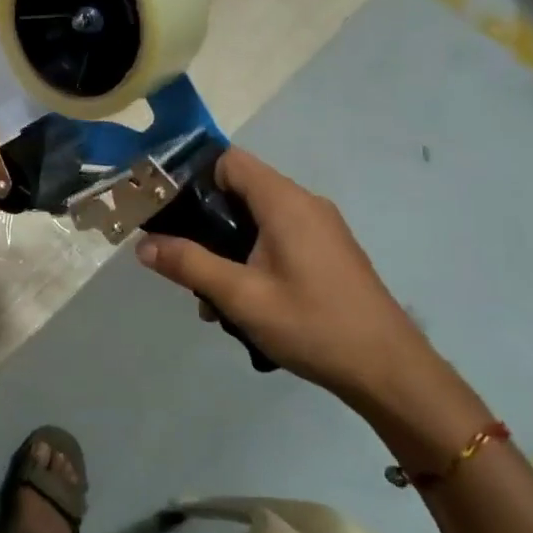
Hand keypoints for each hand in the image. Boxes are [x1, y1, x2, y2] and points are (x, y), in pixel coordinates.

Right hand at [135, 148, 435, 402]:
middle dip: (204, 222)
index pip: (229, 160)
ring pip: (255, 219)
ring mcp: (320, 228)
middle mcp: (304, 204)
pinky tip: (243, 302)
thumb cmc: (313, 325)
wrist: (389, 371)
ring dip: (226, 249)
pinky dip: (251, 258)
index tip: (167, 208)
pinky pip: (276, 238)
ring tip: (210, 297)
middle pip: (239, 190)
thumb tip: (142, 244)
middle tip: (182, 259)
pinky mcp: (327, 252)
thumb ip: (189, 264)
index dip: (193, 177)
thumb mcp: (241, 297)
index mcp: (284, 202)